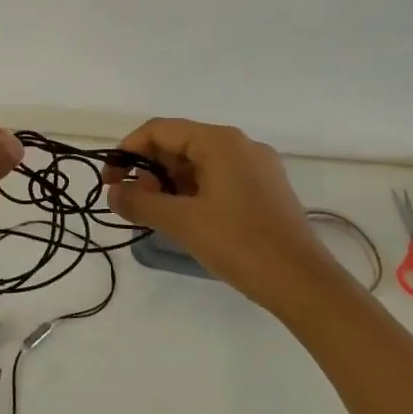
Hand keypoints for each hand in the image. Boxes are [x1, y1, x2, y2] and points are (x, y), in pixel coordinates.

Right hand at [103, 119, 341, 311]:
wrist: (303, 283)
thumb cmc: (239, 243)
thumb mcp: (181, 222)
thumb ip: (139, 202)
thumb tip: (113, 193)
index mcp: (220, 141)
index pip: (159, 130)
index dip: (127, 151)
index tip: (109, 181)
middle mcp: (240, 145)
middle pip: (179, 144)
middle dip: (148, 170)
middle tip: (132, 203)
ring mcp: (256, 168)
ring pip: (197, 164)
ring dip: (168, 184)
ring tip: (154, 215)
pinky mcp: (264, 190)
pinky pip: (217, 179)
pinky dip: (192, 193)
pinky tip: (183, 220)